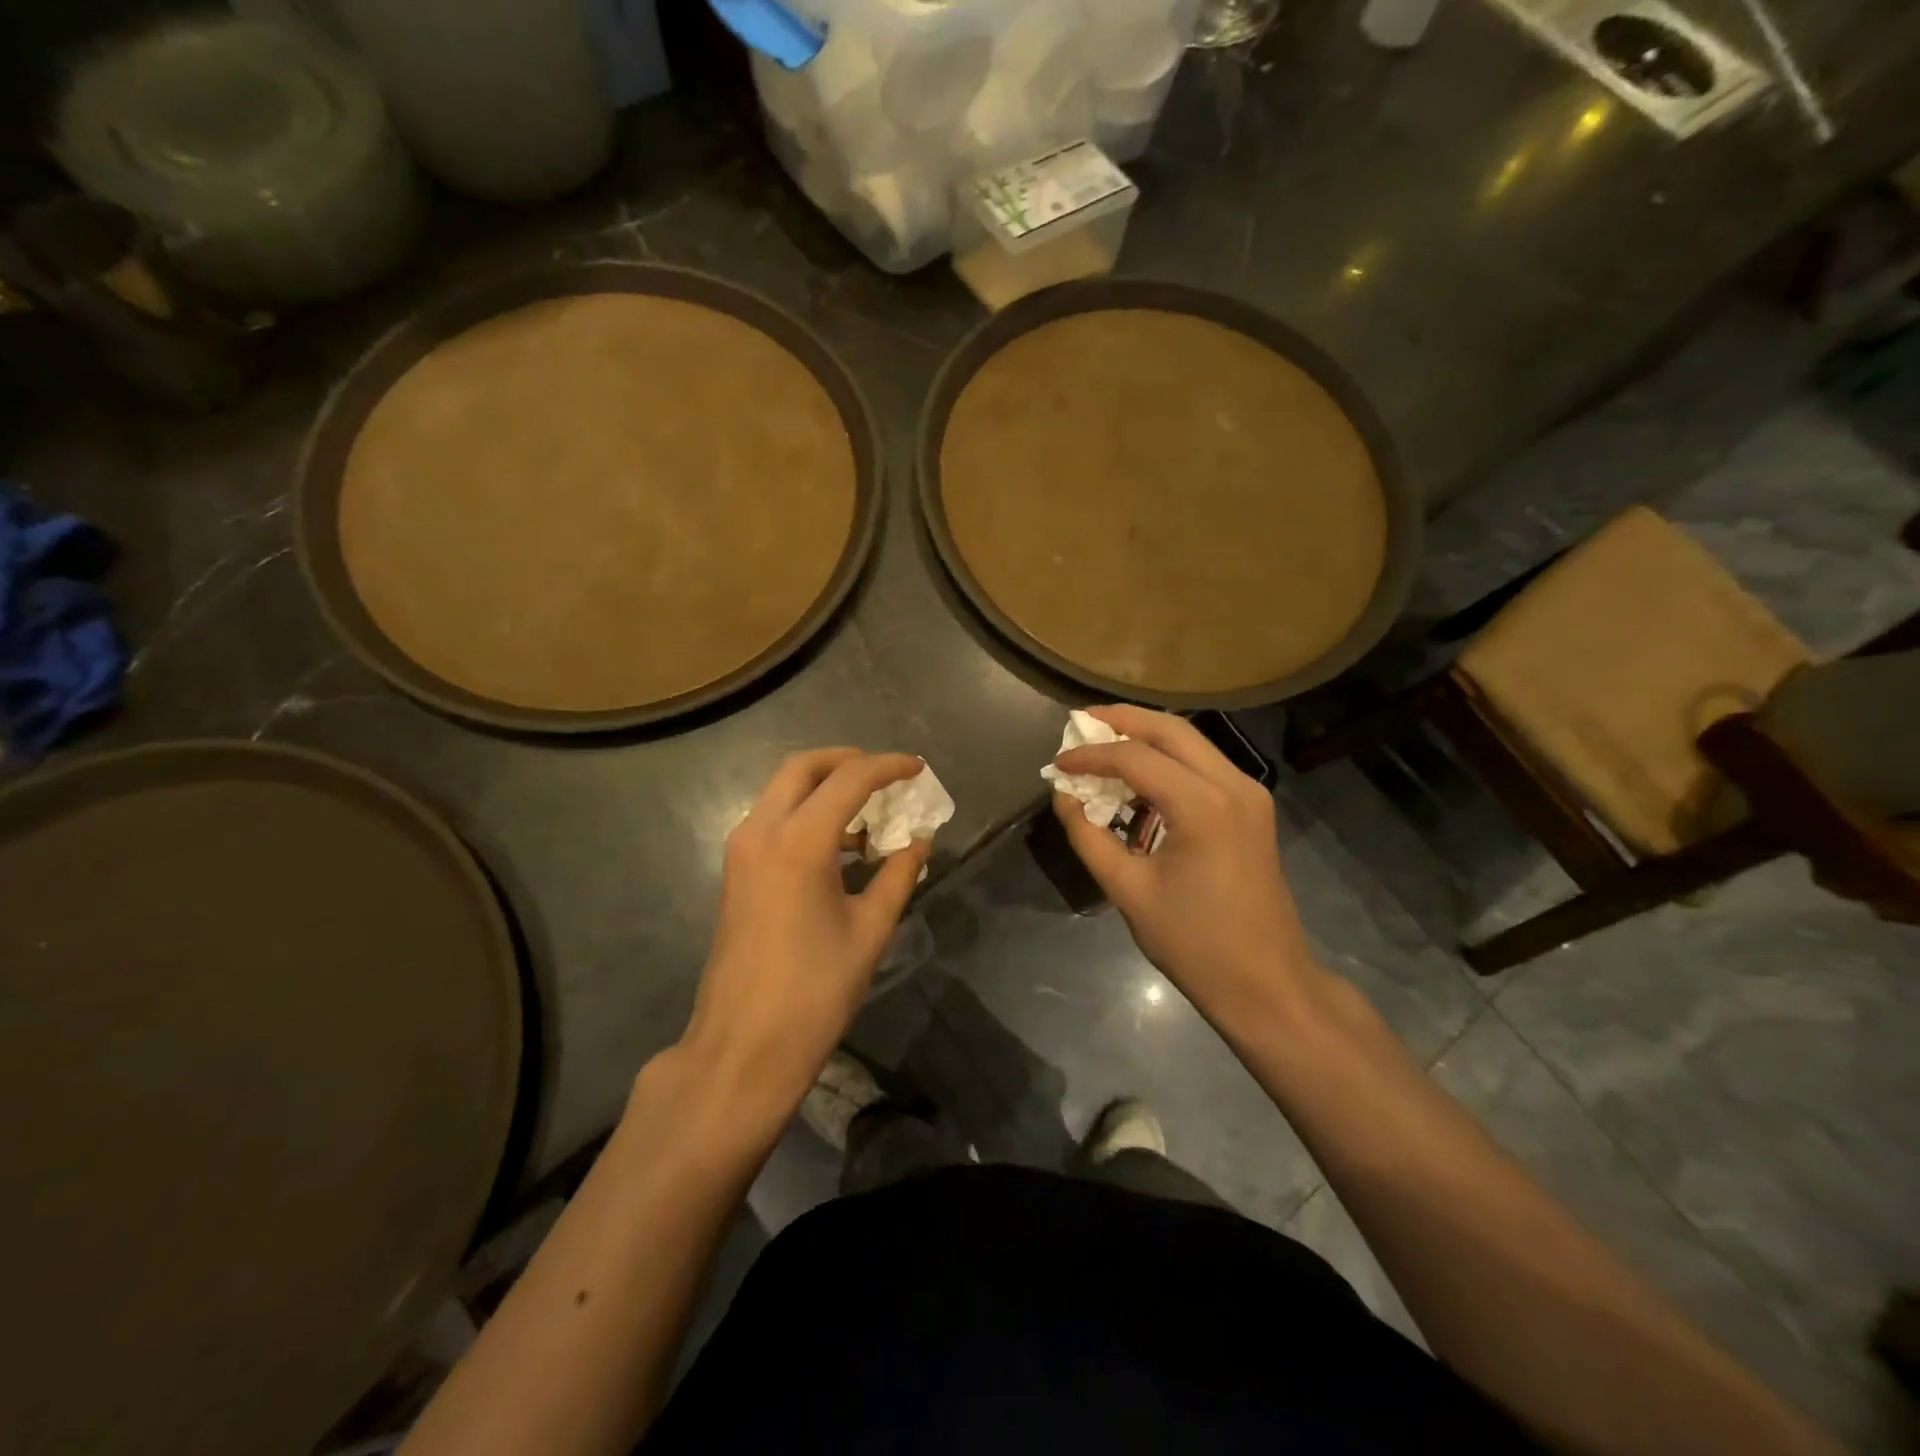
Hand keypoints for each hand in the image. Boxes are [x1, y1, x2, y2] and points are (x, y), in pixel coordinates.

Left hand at [681, 749, 929, 1119]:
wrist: (744, 1046)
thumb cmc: (815, 990)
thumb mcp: (870, 930)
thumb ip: (898, 875)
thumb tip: (920, 842)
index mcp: (799, 842)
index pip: (849, 780)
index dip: (887, 767)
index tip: (917, 768)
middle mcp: (761, 831)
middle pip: (803, 767)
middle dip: (846, 761)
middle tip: (884, 775)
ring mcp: (741, 850)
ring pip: (782, 790)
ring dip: (824, 788)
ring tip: (868, 814)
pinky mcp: (735, 871)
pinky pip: (772, 819)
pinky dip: (805, 813)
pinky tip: (839, 846)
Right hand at [1052, 707, 1317, 1025]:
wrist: (1267, 984)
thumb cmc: (1194, 943)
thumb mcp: (1128, 890)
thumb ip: (1088, 836)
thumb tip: (1063, 796)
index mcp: (1203, 806)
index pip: (1135, 757)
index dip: (1091, 755)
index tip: (1058, 763)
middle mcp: (1233, 785)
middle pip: (1171, 730)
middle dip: (1123, 720)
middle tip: (1081, 722)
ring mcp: (1250, 794)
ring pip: (1191, 743)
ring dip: (1146, 737)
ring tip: (1103, 742)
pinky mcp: (1252, 808)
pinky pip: (1204, 766)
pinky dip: (1168, 761)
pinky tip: (1138, 776)